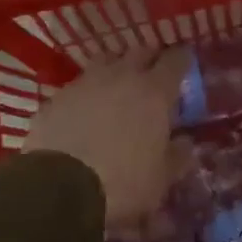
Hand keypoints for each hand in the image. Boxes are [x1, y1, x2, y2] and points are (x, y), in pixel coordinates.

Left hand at [23, 48, 188, 233]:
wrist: (57, 189)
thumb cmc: (123, 183)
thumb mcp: (161, 179)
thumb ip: (177, 156)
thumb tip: (184, 142)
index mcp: (155, 93)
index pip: (175, 60)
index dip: (182, 60)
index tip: (185, 64)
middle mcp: (122, 77)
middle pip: (140, 51)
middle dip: (150, 59)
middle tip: (153, 74)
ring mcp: (85, 84)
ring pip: (106, 60)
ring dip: (116, 67)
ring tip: (118, 86)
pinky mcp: (56, 98)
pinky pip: (77, 86)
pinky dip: (86, 93)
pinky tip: (84, 111)